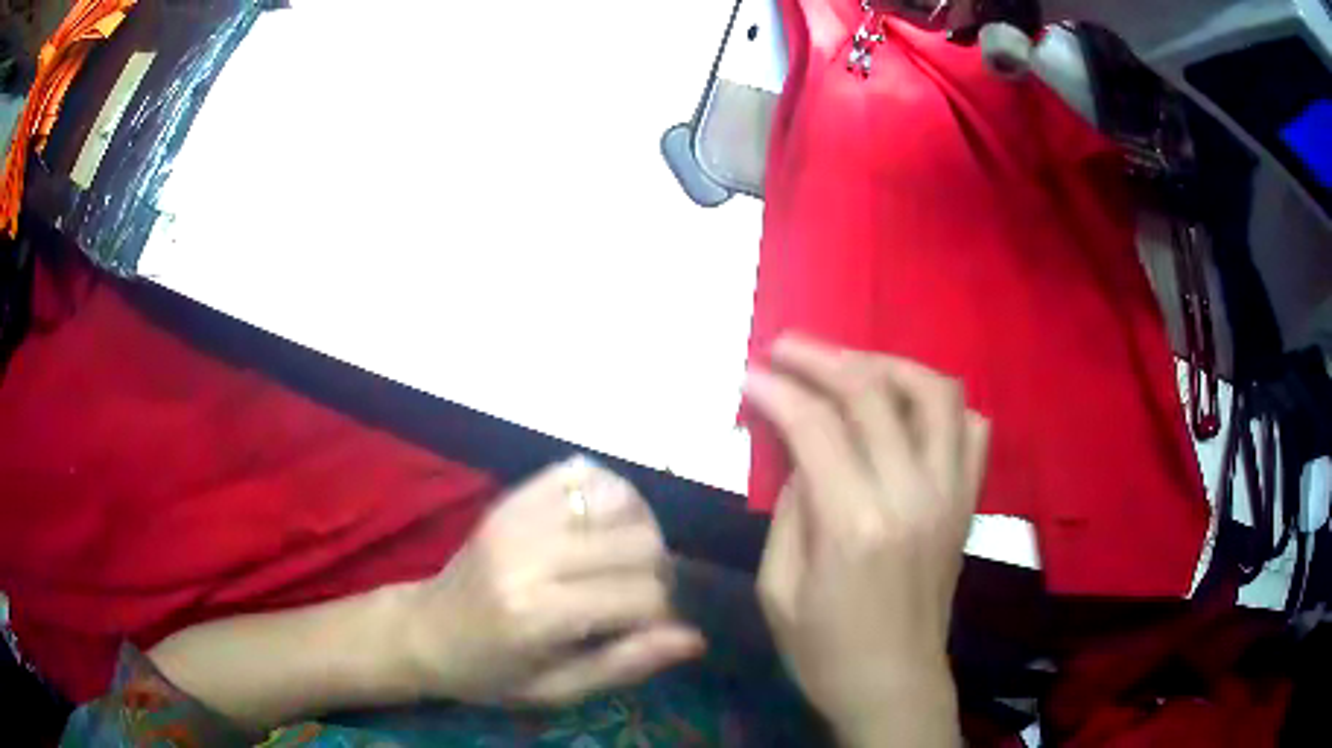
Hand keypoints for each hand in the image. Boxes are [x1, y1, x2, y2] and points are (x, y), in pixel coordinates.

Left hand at [400, 457, 704, 704]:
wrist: (425, 630)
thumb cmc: (491, 673)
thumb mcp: (557, 690)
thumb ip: (625, 664)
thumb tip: (694, 638)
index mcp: (537, 614)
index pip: (642, 595)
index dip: (661, 614)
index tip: (647, 630)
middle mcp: (529, 554)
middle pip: (640, 541)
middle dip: (655, 572)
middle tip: (635, 596)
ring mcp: (517, 517)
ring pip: (621, 499)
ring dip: (638, 529)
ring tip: (620, 560)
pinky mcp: (511, 497)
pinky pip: (582, 472)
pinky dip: (607, 494)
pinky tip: (600, 525)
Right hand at [745, 336, 988, 746]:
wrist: (895, 686)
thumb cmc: (824, 652)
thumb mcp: (778, 590)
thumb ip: (789, 509)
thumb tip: (799, 451)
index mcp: (855, 524)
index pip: (815, 425)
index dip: (776, 389)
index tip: (749, 373)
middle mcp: (912, 494)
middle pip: (872, 392)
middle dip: (821, 358)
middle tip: (785, 348)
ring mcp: (951, 494)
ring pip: (935, 392)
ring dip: (888, 365)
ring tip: (850, 367)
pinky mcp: (968, 502)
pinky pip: (972, 428)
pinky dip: (940, 405)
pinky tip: (906, 412)